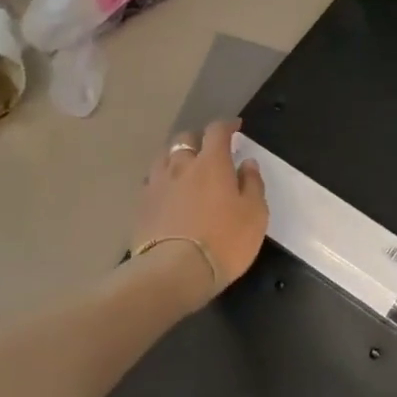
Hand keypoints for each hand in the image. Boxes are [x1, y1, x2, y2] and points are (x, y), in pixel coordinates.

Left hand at [133, 120, 267, 300]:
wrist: (175, 271)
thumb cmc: (225, 240)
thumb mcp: (255, 214)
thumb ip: (252, 184)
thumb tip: (247, 163)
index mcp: (211, 163)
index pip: (217, 131)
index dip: (226, 126)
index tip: (235, 127)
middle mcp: (181, 166)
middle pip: (185, 139)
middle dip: (198, 139)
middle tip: (209, 150)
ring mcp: (157, 185)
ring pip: (163, 158)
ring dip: (176, 157)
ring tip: (184, 168)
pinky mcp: (141, 205)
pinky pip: (152, 182)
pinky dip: (162, 180)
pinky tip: (168, 193)